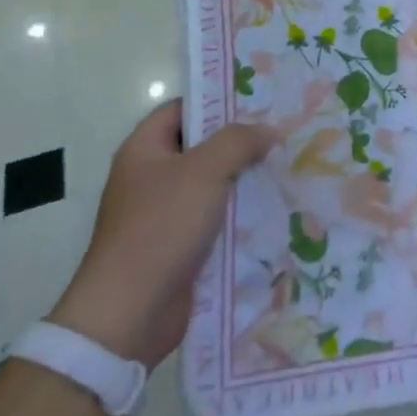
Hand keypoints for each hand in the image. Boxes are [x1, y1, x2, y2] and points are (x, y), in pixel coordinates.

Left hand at [48, 101, 274, 368]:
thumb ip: (238, 142)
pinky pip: (213, 221)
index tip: (259, 101)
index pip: (183, 109)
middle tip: (282, 135)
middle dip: (239, 143)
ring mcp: (163, 215)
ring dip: (244, 181)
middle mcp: (150, 178)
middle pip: (201, 148)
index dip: (217, 102)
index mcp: (144, 149)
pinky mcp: (178, 249)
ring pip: (211, 186)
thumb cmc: (161, 227)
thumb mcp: (204, 171)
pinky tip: (273, 212)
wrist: (130, 314)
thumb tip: (267, 130)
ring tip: (287, 170)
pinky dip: (239, 217)